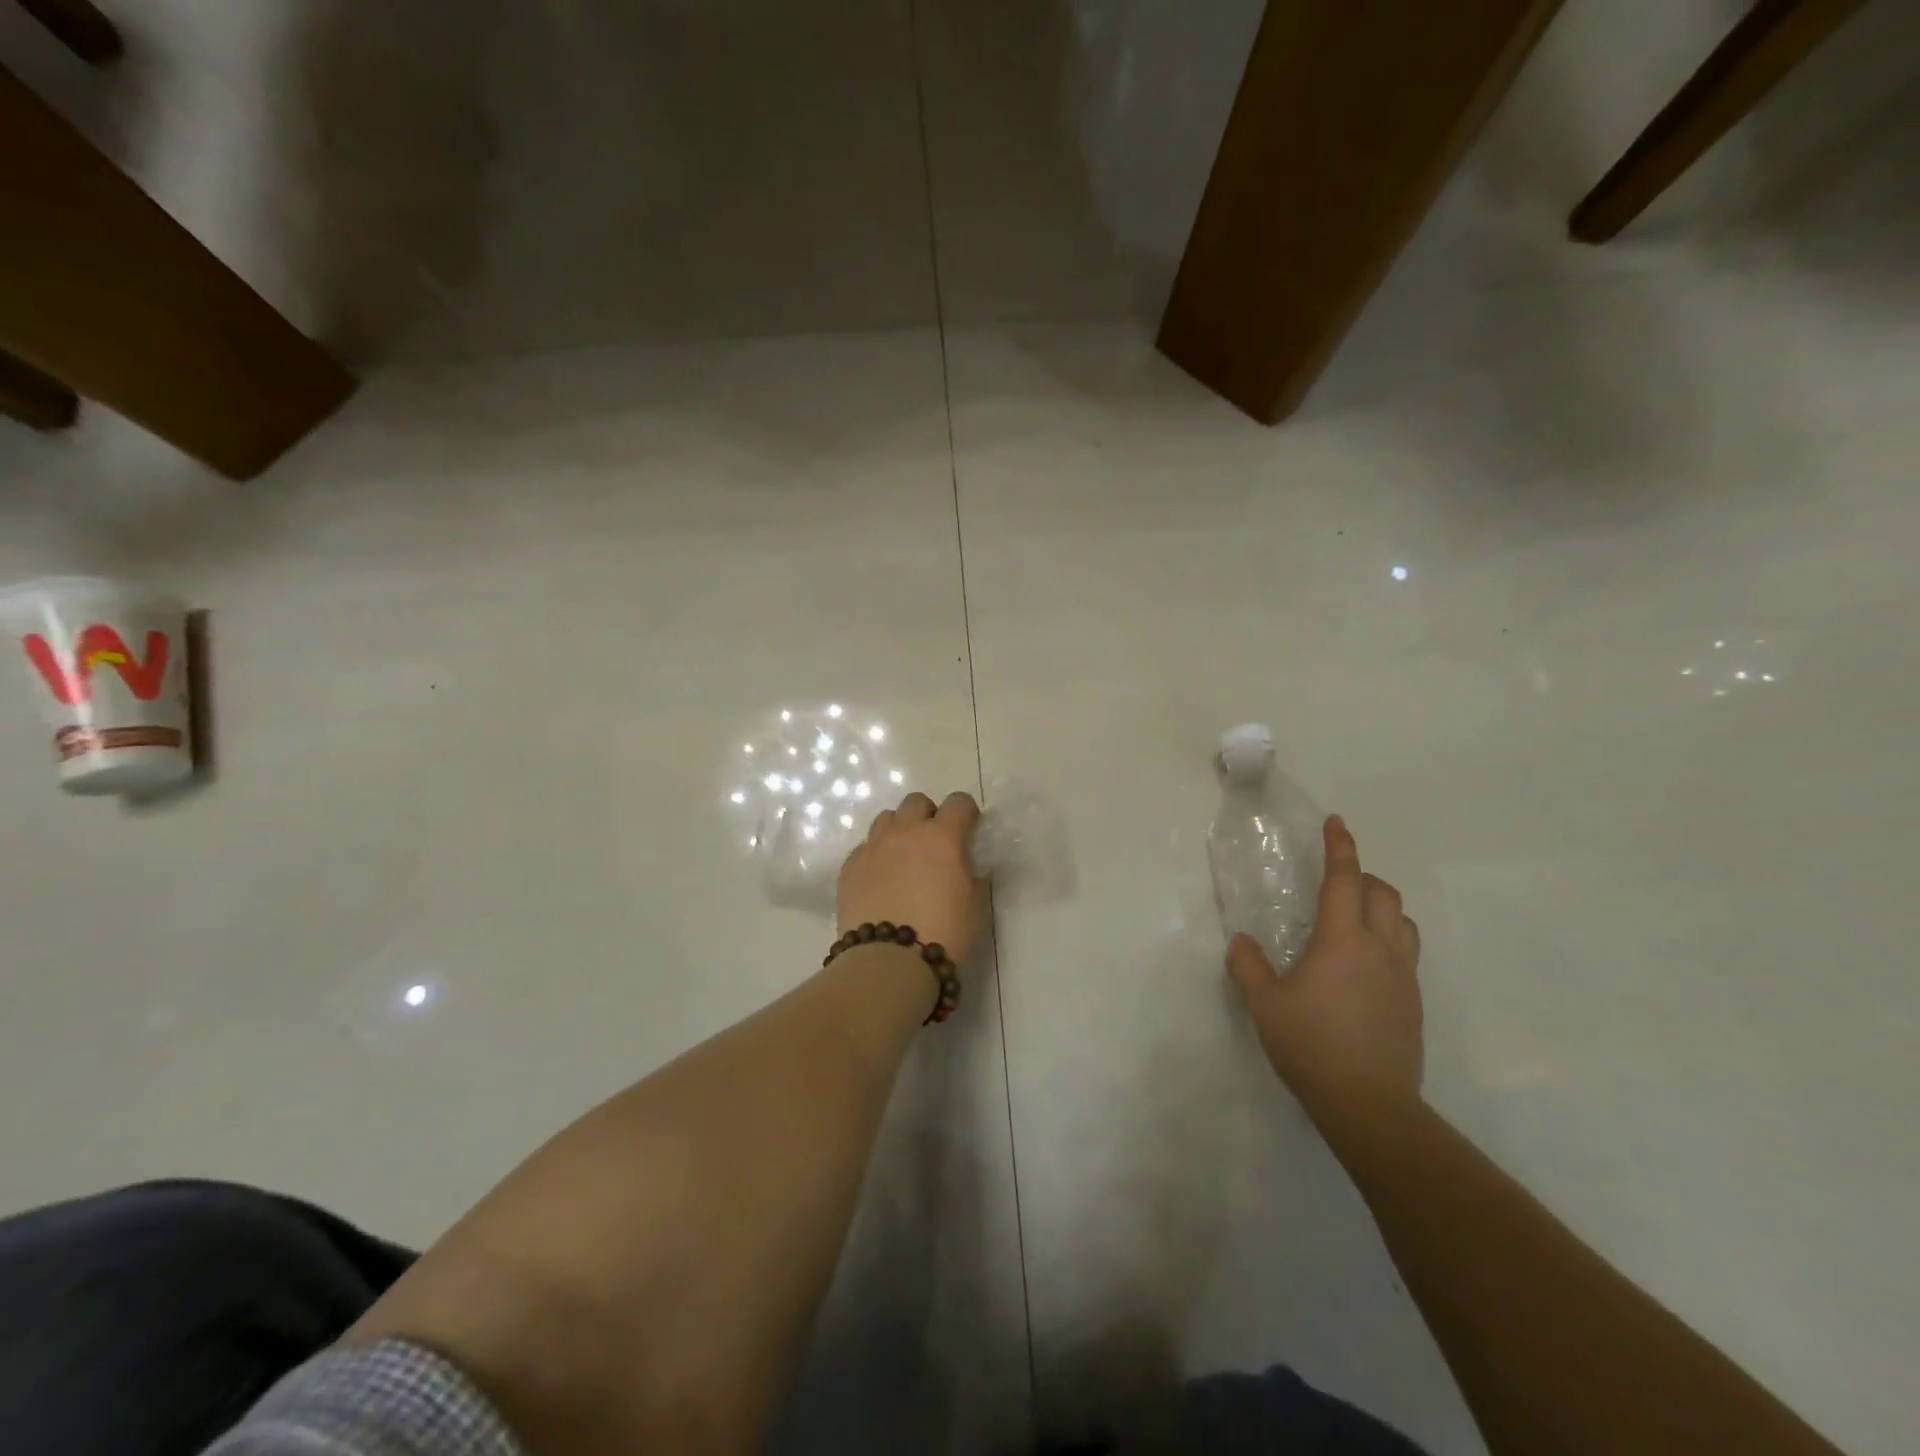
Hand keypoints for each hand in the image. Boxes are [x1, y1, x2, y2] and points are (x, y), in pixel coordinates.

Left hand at [837, 791, 984, 963]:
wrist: (889, 961)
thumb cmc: (944, 932)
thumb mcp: (975, 904)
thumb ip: (970, 873)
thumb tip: (963, 864)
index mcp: (942, 836)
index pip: (959, 802)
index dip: (966, 814)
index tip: (968, 831)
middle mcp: (905, 832)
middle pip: (916, 802)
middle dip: (928, 815)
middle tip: (934, 844)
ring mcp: (873, 847)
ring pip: (886, 819)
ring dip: (899, 831)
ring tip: (904, 859)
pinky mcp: (849, 867)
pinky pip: (865, 848)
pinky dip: (876, 856)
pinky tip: (880, 880)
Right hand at [1226, 815, 1422, 1122]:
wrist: (1370, 1105)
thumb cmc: (1311, 1045)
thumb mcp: (1265, 1004)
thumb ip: (1248, 966)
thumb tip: (1241, 942)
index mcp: (1343, 940)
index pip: (1345, 880)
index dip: (1340, 847)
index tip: (1336, 822)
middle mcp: (1380, 949)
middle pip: (1383, 894)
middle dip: (1362, 876)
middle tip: (1335, 881)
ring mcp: (1403, 976)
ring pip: (1404, 921)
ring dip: (1382, 907)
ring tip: (1354, 919)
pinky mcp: (1412, 1002)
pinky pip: (1406, 952)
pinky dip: (1388, 939)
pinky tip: (1362, 966)